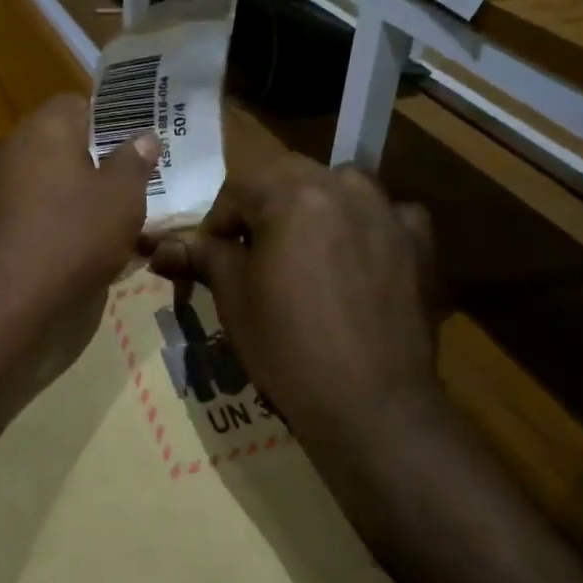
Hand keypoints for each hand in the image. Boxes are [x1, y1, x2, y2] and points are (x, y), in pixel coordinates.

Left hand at [0, 94, 160, 403]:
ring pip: (36, 183)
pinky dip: (41, 228)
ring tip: (100, 230)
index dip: (108, 120)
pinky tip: (64, 258)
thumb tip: (142, 136)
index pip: (76, 103)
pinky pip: (18, 216)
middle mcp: (5, 150)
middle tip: (124, 191)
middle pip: (55, 145)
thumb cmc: (69, 241)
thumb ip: (133, 163)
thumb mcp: (121, 201)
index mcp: (42, 130)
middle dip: (89, 164)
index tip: (133, 147)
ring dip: (65, 199)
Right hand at [148, 153, 443, 448]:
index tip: (210, 256)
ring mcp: (389, 213)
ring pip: (342, 189)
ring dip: (317, 208)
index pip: (240, 186)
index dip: (218, 220)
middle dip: (265, 207)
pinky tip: (361, 260)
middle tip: (252, 253)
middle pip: (291, 178)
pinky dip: (369, 228)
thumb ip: (204, 257)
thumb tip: (161, 247)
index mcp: (294, 194)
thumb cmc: (288, 347)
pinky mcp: (420, 245)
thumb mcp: (234, 298)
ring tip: (305, 252)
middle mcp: (345, 188)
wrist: (372, 404)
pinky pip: (389, 218)